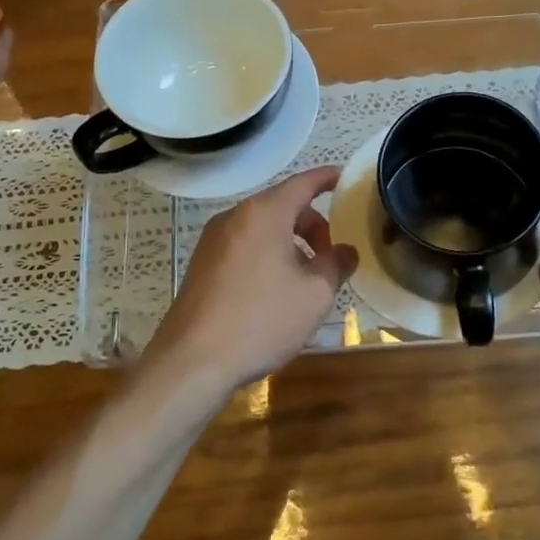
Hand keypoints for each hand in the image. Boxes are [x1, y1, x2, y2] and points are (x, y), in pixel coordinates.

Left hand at [139, 166, 358, 393]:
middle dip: (312, 225)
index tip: (344, 178)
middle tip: (331, 257)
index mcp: (264, 214)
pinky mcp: (202, 265)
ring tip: (306, 281)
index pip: (302, 183)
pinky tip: (275, 293)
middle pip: (283, 207)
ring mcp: (213, 241)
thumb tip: (345, 251)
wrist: (193, 361)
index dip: (326, 178)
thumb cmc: (261, 320)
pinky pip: (244, 247)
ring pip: (263, 229)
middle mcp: (235, 217)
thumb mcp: (315, 294)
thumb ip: (336, 264)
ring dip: (290, 244)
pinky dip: (267, 256)